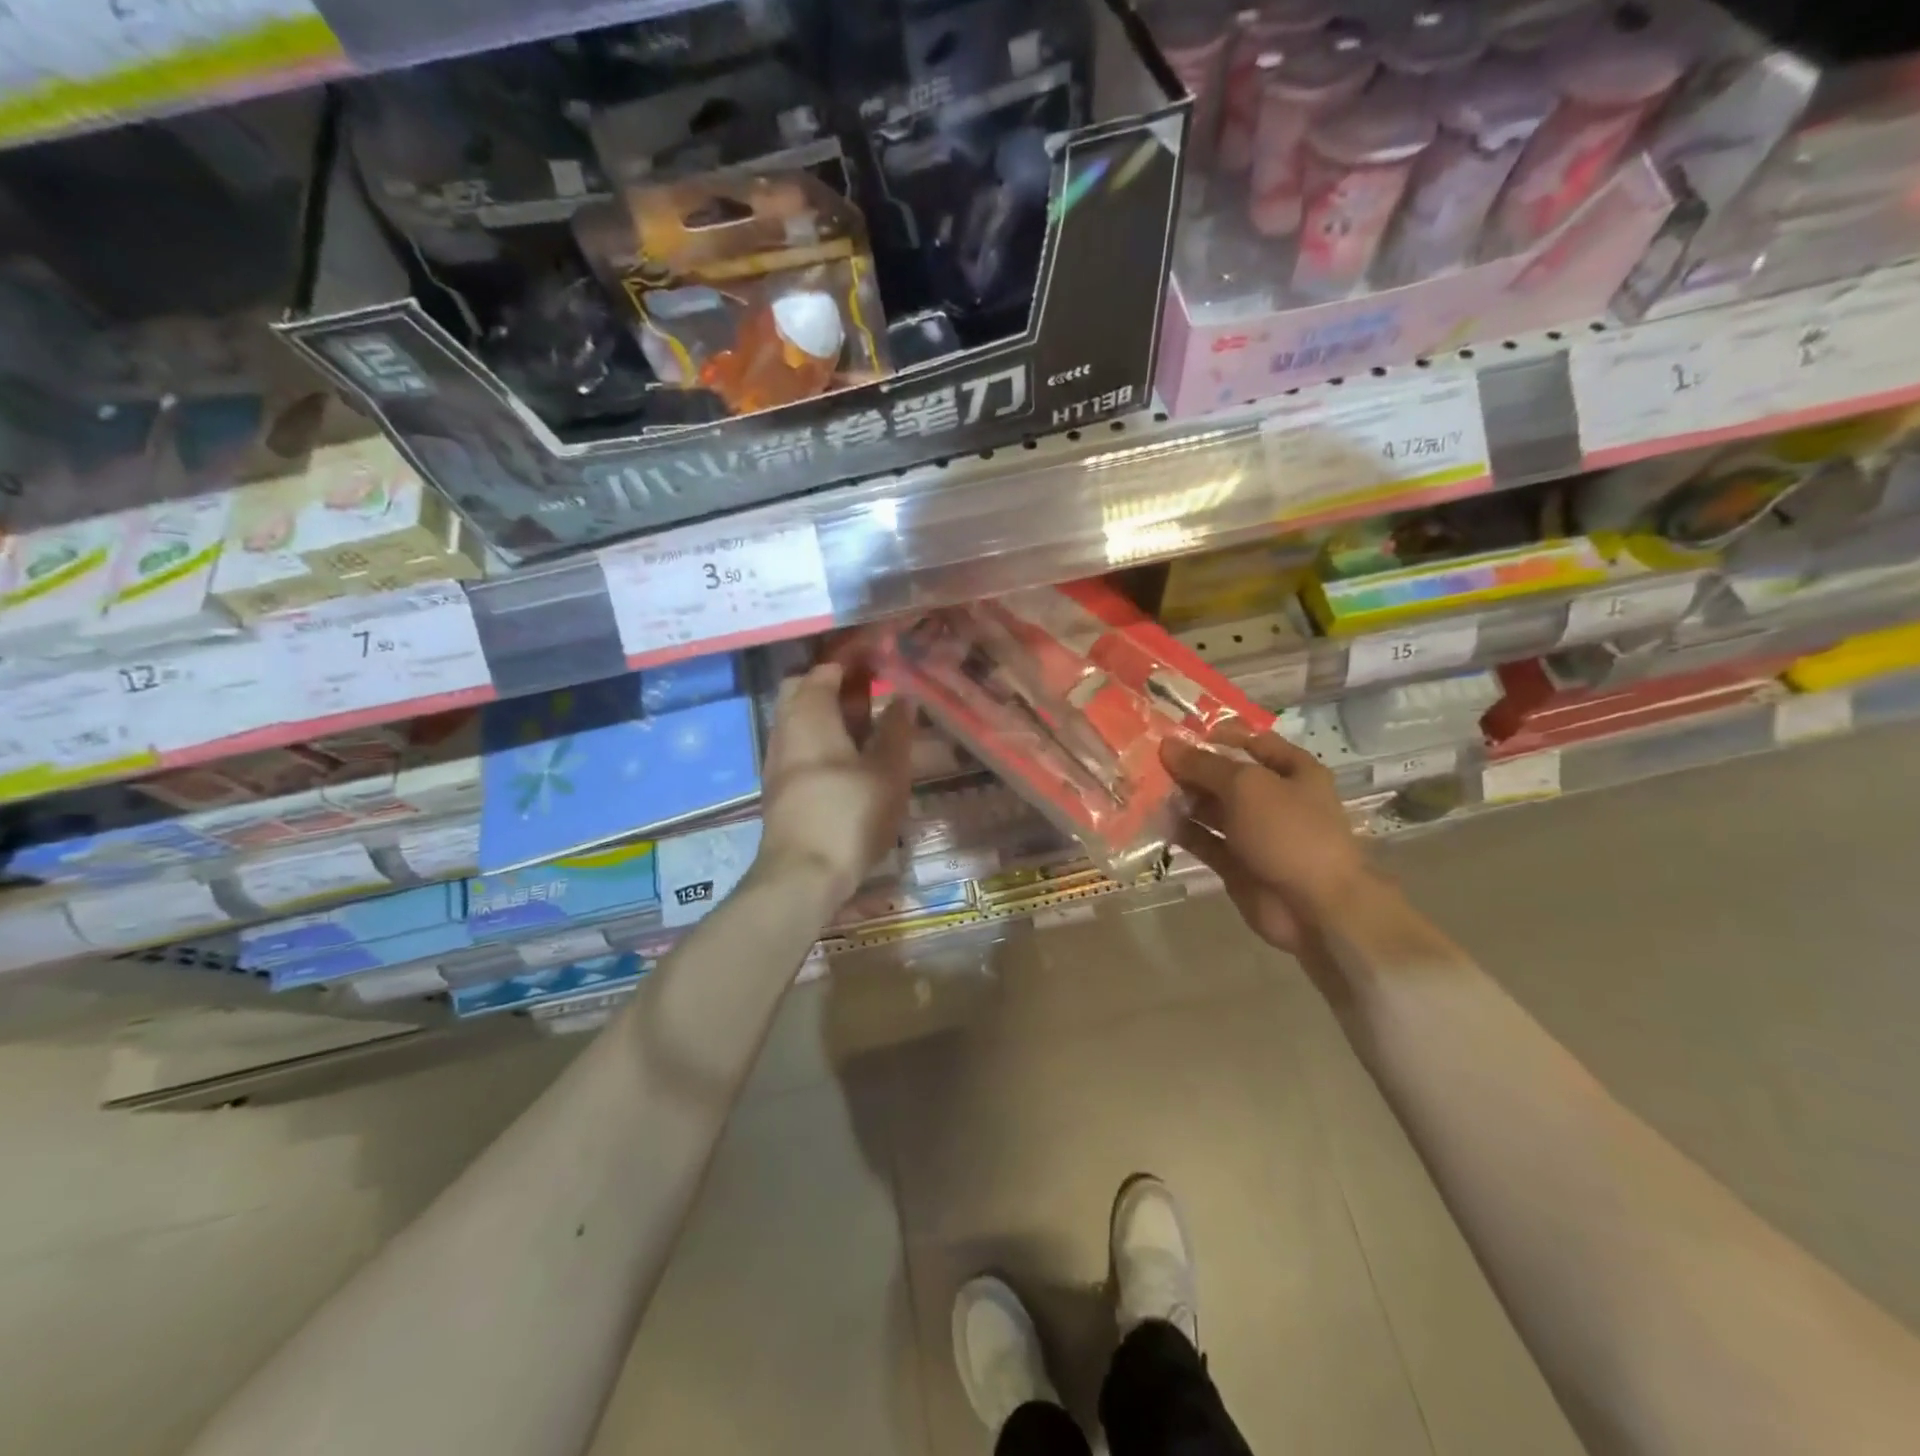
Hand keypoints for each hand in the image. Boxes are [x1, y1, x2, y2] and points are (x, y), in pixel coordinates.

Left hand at [756, 662, 913, 907]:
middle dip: (835, 683)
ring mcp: (778, 758)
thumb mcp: (888, 772)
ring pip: (799, 718)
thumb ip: (896, 731)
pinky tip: (849, 756)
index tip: (881, 658)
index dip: (852, 660)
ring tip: (868, 723)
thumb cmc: (850, 815)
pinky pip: (798, 743)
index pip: (825, 670)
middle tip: (871, 689)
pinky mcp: (779, 784)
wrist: (803, 874)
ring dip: (829, 712)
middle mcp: (786, 728)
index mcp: (810, 714)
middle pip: (803, 689)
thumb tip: (903, 699)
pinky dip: (821, 736)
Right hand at [1160, 720, 1371, 954]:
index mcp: (1292, 771)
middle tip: (1147, 759)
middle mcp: (1274, 799)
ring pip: (1210, 808)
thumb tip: (1167, 745)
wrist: (1314, 907)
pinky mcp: (1235, 862)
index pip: (1253, 742)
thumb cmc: (1289, 832)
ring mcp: (1254, 833)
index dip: (1217, 734)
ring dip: (1181, 798)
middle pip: (1226, 776)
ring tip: (1143, 786)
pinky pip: (1203, 839)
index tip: (1177, 732)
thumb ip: (1205, 765)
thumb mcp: (1247, 786)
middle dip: (1190, 767)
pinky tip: (1152, 818)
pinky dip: (1181, 830)